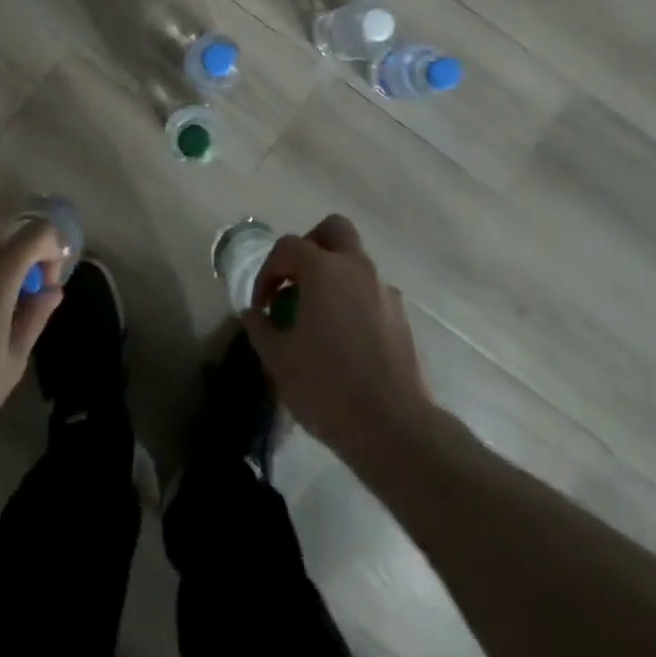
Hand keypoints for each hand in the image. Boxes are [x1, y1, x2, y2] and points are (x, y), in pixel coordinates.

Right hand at [242, 215, 429, 459]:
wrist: (392, 426)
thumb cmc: (326, 386)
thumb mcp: (278, 359)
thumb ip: (260, 328)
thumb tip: (254, 313)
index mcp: (323, 269)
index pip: (288, 247)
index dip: (268, 271)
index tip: (261, 305)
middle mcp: (357, 268)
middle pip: (334, 230)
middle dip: (310, 246)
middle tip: (295, 281)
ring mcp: (384, 290)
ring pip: (355, 262)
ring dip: (333, 276)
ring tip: (317, 317)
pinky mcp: (401, 316)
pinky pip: (371, 292)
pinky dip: (353, 300)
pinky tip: (344, 339)